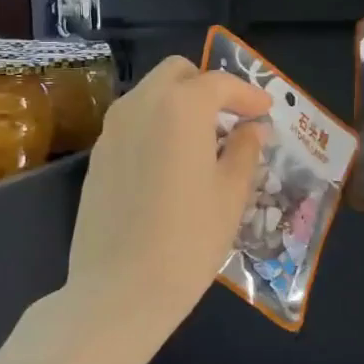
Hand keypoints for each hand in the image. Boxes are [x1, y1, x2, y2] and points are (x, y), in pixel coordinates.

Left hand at [64, 55, 270, 354]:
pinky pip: (132, 122)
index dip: (248, 95)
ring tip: (204, 142)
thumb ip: (245, 150)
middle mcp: (141, 105)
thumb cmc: (189, 240)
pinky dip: (157, 126)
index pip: (220, 83)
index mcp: (181, 107)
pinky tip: (172, 163)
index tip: (266, 112)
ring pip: (150, 94)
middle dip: (208, 87)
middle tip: (232, 119)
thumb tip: (253, 128)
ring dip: (180, 104)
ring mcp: (112, 129)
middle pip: (177, 73)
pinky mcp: (97, 156)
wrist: (119, 290)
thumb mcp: (231, 194)